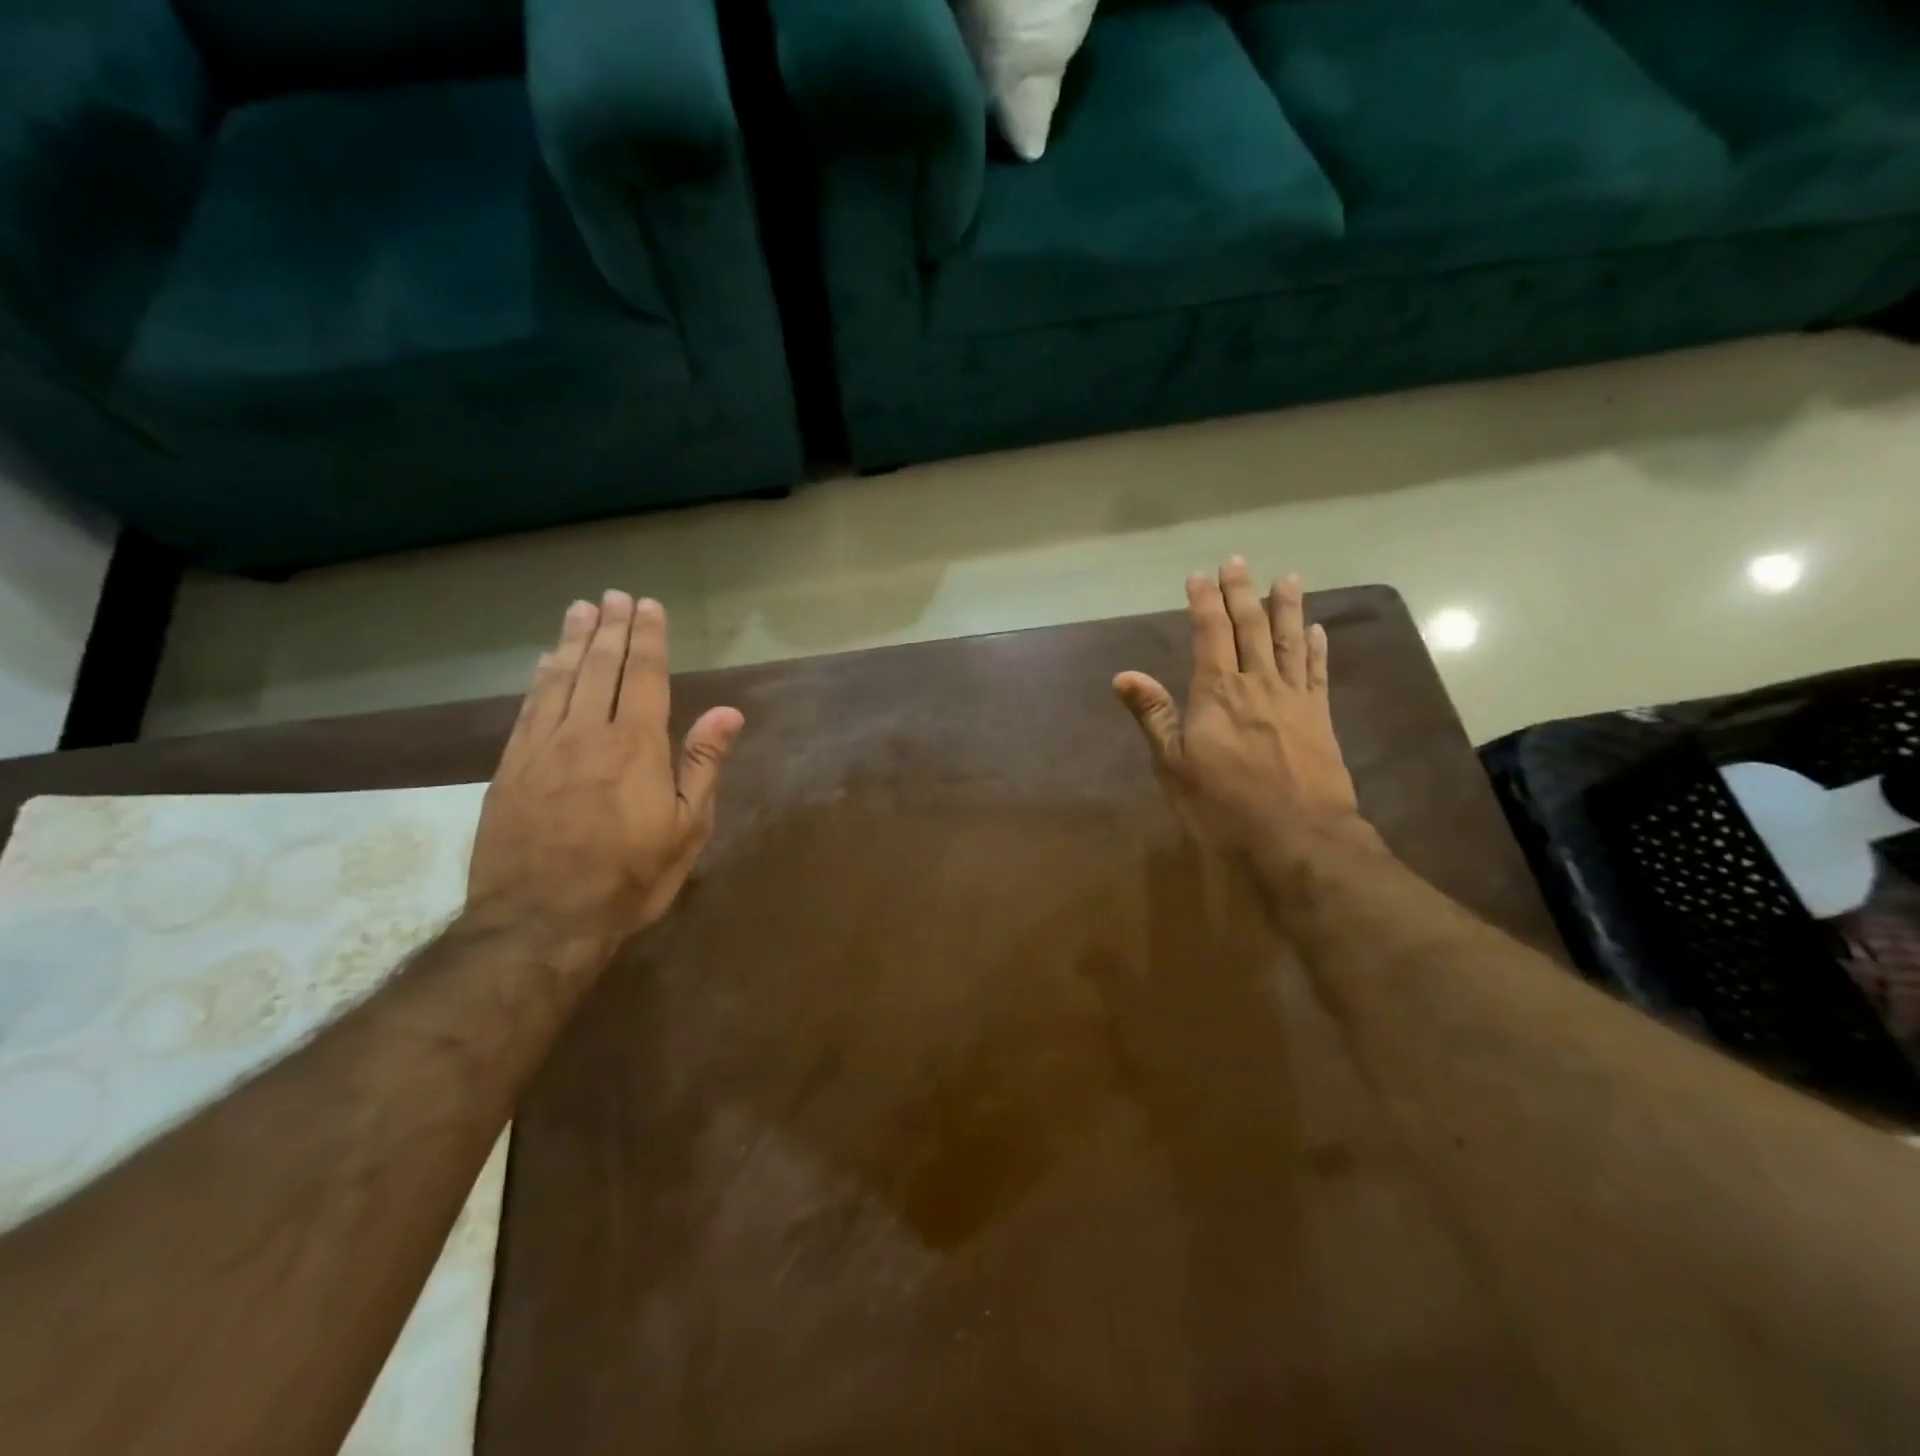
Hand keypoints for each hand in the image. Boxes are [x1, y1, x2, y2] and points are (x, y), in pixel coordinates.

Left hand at [467, 591, 743, 956]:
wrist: (541, 922)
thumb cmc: (630, 878)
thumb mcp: (687, 829)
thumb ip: (704, 764)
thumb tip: (728, 711)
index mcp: (636, 745)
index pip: (643, 676)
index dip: (648, 638)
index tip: (648, 606)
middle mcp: (586, 733)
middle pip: (599, 667)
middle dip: (611, 627)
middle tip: (615, 595)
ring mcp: (542, 748)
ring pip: (560, 680)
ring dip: (573, 641)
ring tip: (582, 609)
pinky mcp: (510, 769)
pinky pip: (528, 709)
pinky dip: (539, 679)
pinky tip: (545, 662)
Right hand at [1114, 560, 1362, 863]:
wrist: (1298, 837)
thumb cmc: (1225, 806)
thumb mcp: (1174, 766)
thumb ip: (1154, 716)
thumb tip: (1124, 675)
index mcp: (1217, 692)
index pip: (1210, 634)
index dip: (1204, 602)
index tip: (1199, 575)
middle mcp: (1257, 684)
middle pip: (1250, 627)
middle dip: (1241, 592)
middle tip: (1236, 562)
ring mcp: (1294, 699)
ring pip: (1288, 641)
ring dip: (1285, 607)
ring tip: (1286, 578)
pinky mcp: (1320, 718)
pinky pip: (1318, 672)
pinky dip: (1316, 647)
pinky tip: (1315, 629)